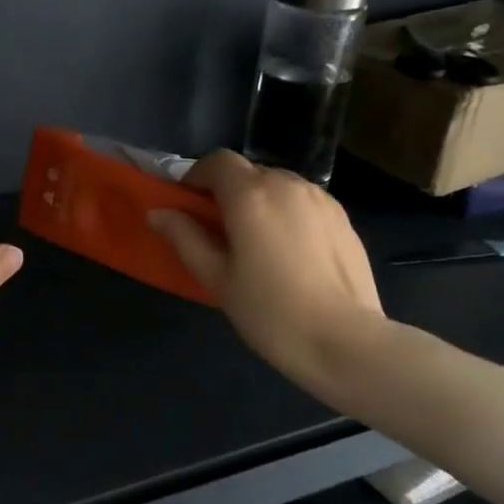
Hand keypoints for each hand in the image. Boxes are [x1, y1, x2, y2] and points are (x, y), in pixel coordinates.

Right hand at [148, 150, 383, 391]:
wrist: (345, 342)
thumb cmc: (270, 311)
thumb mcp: (216, 278)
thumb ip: (185, 238)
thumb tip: (158, 212)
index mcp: (251, 195)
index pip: (217, 161)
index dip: (197, 177)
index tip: (188, 206)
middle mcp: (287, 184)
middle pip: (248, 171)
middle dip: (227, 192)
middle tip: (218, 231)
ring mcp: (321, 199)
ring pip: (278, 185)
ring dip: (259, 201)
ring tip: (256, 244)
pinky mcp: (343, 218)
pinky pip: (303, 203)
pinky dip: (286, 214)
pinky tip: (288, 254)